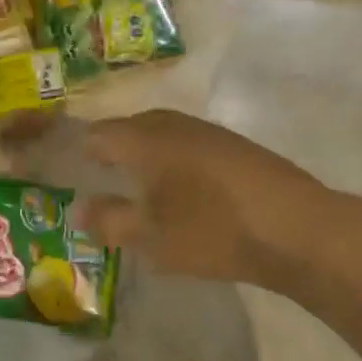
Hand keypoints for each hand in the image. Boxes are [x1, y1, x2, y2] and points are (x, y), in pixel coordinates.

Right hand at [73, 109, 334, 284]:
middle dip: (107, 153)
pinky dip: (169, 163)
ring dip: (140, 157)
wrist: (298, 229)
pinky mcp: (233, 147)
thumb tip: (79, 210)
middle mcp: (172, 124)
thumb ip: (109, 221)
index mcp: (144, 139)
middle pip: (127, 129)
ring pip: (158, 136)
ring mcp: (206, 132)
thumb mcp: (151, 236)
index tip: (63, 175)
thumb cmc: (212, 230)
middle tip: (95, 182)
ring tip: (133, 189)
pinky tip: (178, 193)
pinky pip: (185, 146)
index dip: (75, 152)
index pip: (95, 134)